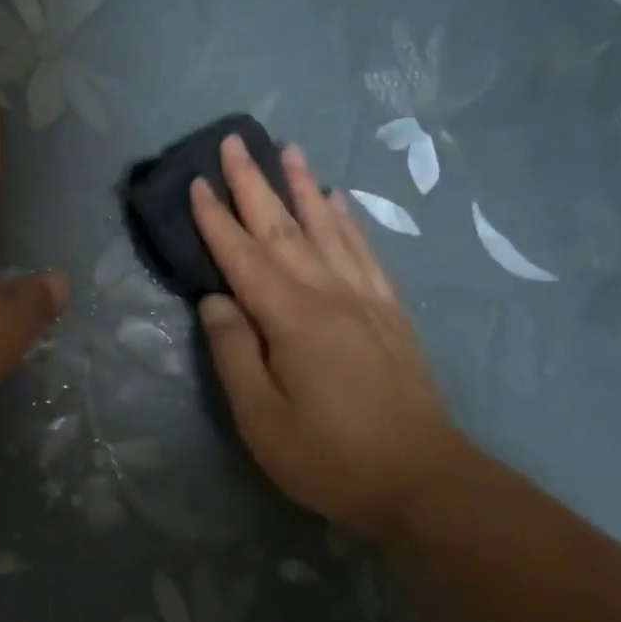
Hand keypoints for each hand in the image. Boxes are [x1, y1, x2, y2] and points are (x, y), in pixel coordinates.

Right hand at [190, 134, 468, 532]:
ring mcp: (364, 298)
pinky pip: (364, 251)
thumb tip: (215, 300)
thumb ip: (233, 353)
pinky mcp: (389, 312)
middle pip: (283, 227)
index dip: (215, 218)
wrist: (424, 481)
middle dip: (254, 181)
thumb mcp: (262, 418)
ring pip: (327, 227)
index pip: (242, 255)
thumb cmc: (330, 456)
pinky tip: (338, 201)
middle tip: (235, 140)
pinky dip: (347, 220)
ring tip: (288, 148)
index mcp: (291, 318)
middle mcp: (328, 293)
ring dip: (303, 185)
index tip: (196, 181)